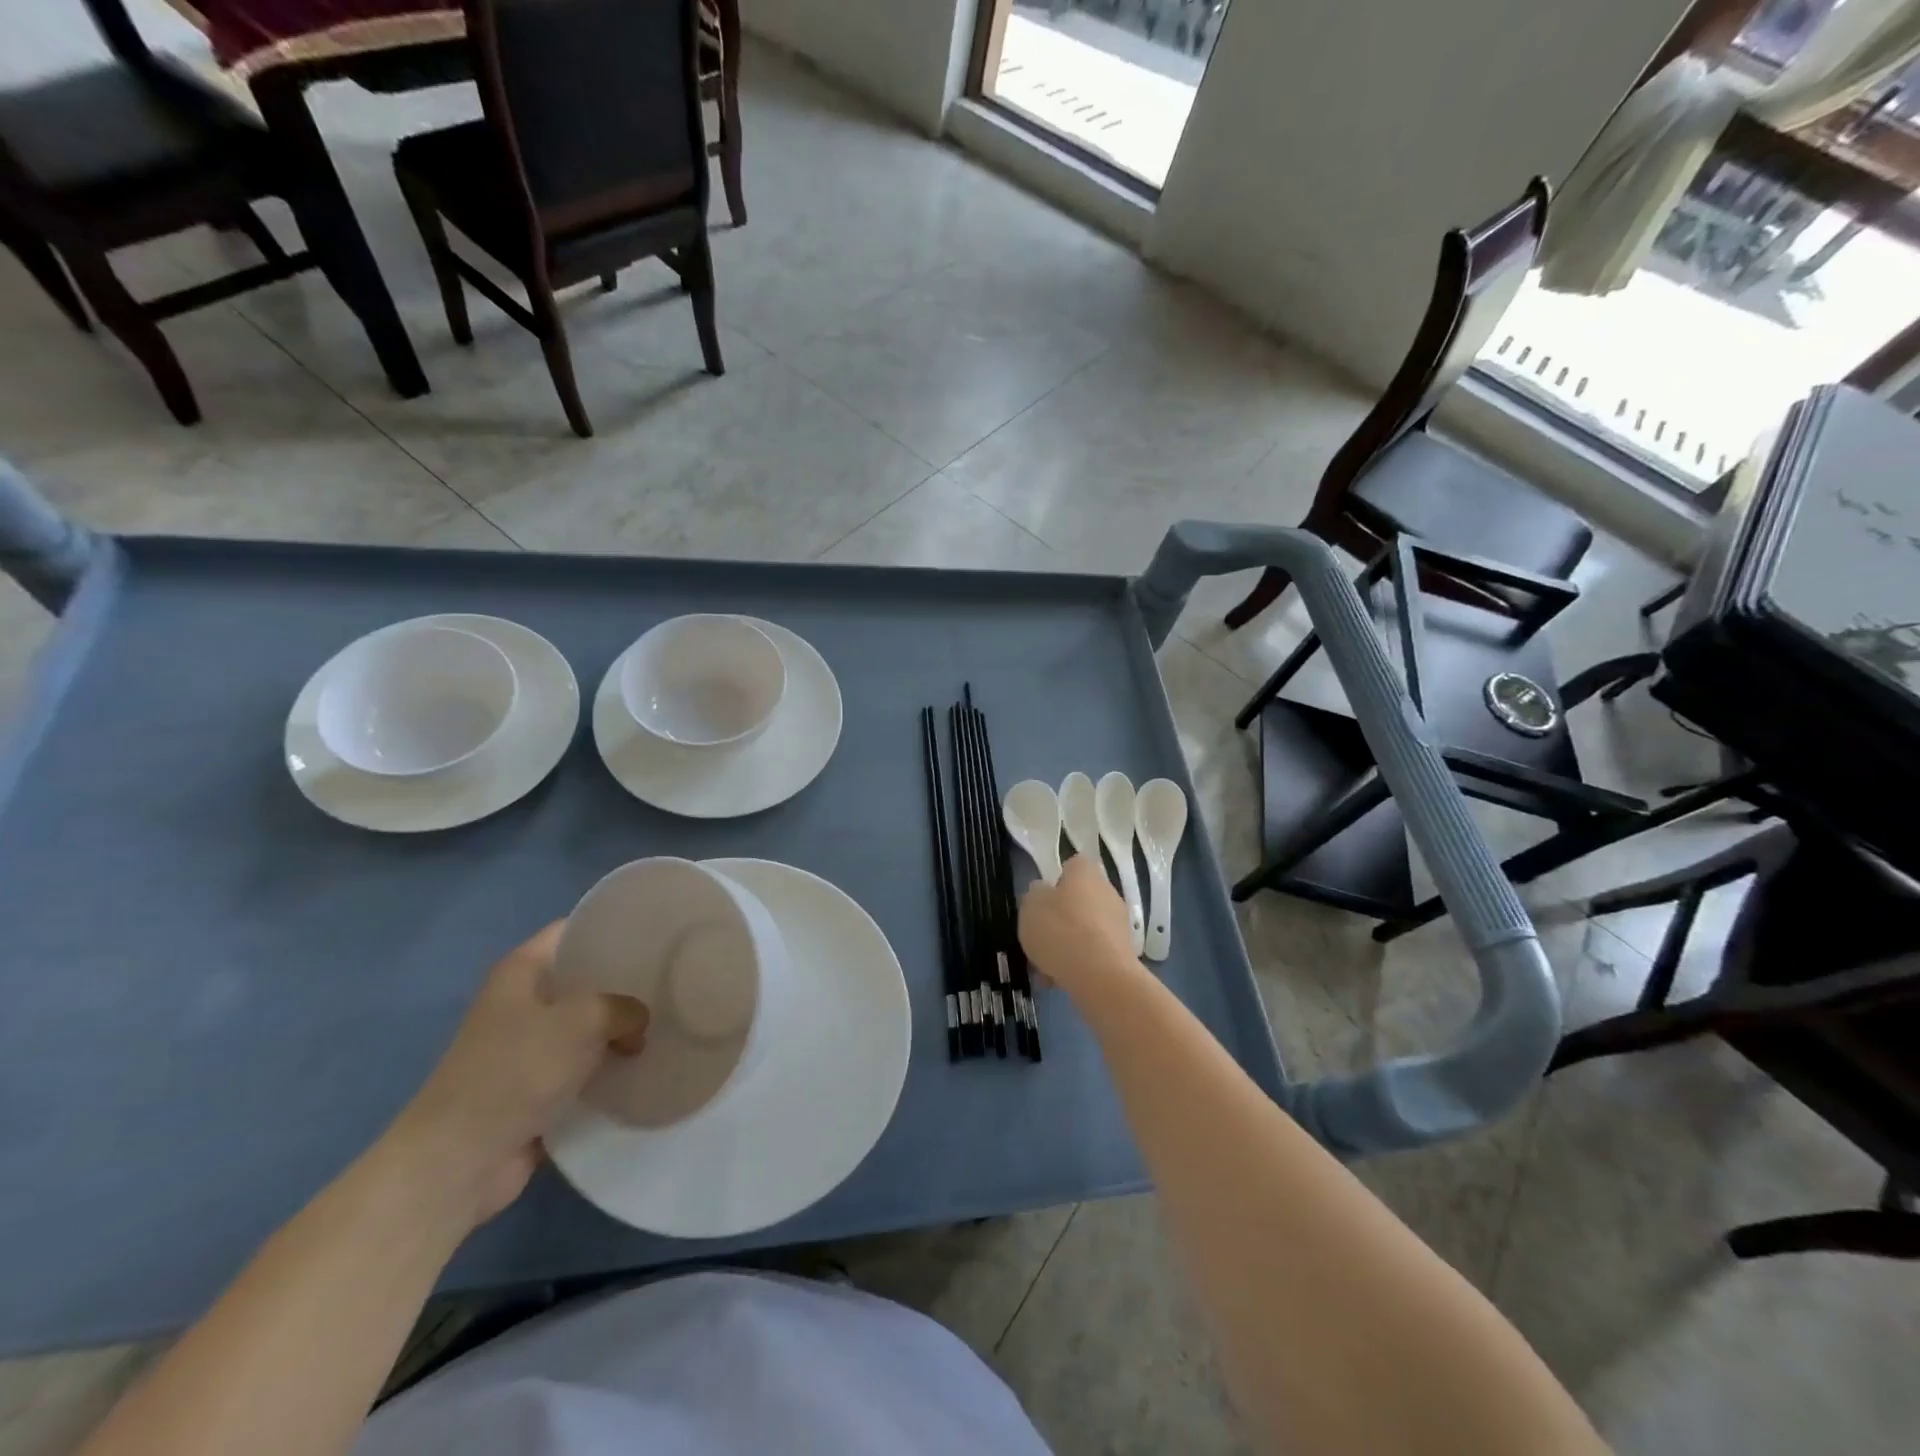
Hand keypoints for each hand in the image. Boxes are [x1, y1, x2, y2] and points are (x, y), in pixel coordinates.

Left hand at [386, 923, 648, 1227]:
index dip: (612, 927)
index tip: (657, 932)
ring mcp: (528, 1047)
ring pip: (588, 1025)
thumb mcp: (581, 1020)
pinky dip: (609, 1067)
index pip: (573, 930)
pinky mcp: (536, 1089)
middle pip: (584, 978)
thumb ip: (622, 1007)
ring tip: (670, 1022)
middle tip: (674, 980)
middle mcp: (522, 1002)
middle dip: (626, 982)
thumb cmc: (515, 1071)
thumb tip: (639, 1022)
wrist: (460, 1161)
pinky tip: (646, 1065)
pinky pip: (583, 1067)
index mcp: (521, 971)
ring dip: (621, 1029)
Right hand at [1018, 855, 1141, 997]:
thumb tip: (1043, 894)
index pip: (1072, 865)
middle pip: (1079, 900)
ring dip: (1067, 944)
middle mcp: (1107, 891)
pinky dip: (1078, 963)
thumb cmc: (1060, 930)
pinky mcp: (1123, 952)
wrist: (1100, 976)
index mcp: (1085, 873)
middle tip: (1040, 938)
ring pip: (1084, 930)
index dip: (1056, 880)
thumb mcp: (1030, 906)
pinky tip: (1059, 981)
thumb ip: (1035, 895)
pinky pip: (1093, 952)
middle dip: (1060, 919)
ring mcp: (1118, 922)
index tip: (1043, 900)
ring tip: (1044, 968)